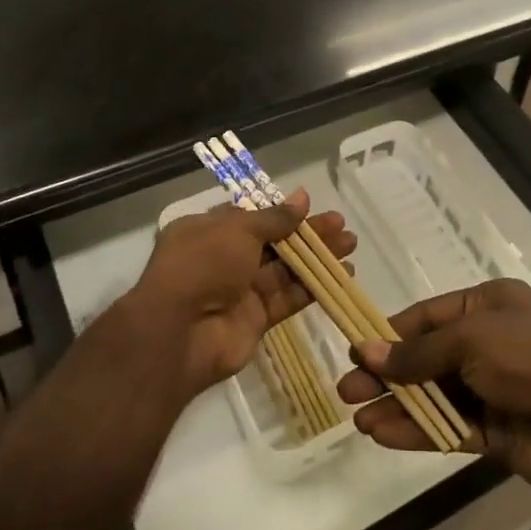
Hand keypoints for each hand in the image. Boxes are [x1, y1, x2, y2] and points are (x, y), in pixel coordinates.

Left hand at [129, 191, 355, 397]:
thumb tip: (302, 197)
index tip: (310, 208)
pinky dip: (313, 287)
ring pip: (285, 269)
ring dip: (317, 258)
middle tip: (341, 226)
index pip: (250, 217)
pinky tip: (341, 276)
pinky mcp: (255, 319)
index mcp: (208, 230)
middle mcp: (223, 258)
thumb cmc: (203, 264)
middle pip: (273, 242)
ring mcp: (240, 291)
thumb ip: (275, 217)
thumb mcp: (238, 229)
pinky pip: (288, 298)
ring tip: (351, 246)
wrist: (179, 332)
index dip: (281, 213)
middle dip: (307, 234)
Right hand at [336, 278, 530, 499]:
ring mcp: (492, 389)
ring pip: (433, 395)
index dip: (390, 332)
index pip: (428, 316)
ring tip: (357, 417)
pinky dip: (417, 430)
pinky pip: (447, 426)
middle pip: (426, 357)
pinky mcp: (495, 431)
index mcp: (488, 305)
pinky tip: (383, 435)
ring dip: (397, 405)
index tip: (354, 348)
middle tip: (346, 390)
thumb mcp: (471, 340)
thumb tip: (366, 351)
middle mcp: (488, 342)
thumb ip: (418, 352)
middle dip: (387, 373)